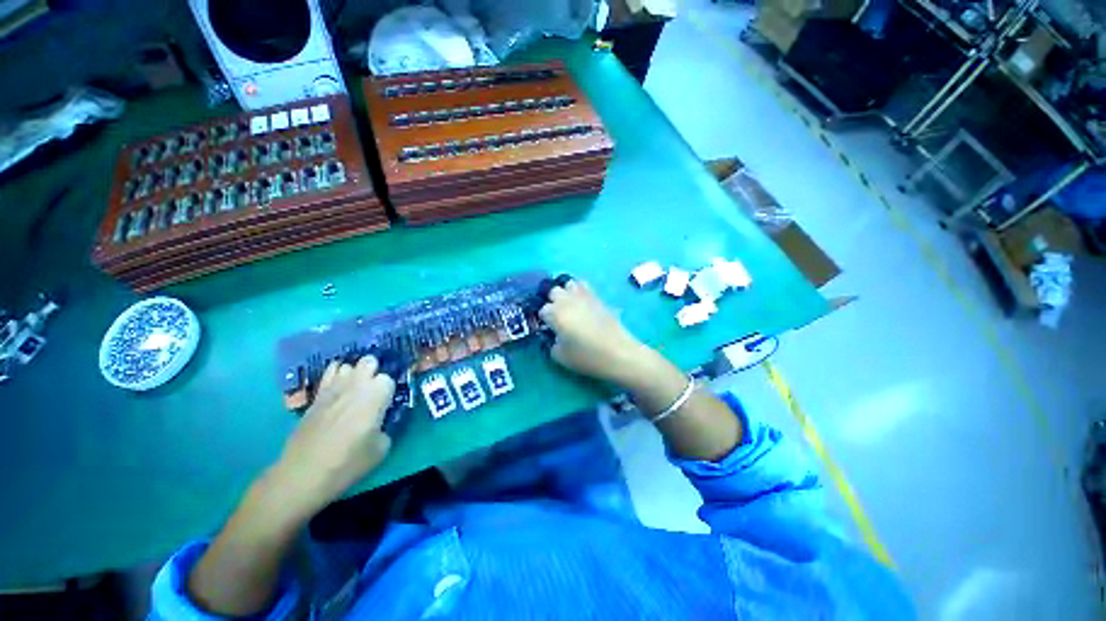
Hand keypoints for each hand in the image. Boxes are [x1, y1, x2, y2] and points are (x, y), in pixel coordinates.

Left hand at [268, 356, 394, 515]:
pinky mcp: (315, 396)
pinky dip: (335, 377)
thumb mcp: (381, 448)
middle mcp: (356, 384)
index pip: (389, 379)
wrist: (304, 474)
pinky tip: (337, 391)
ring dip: (354, 374)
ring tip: (354, 391)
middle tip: (373, 392)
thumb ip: (385, 427)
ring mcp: (333, 388)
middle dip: (373, 372)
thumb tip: (380, 422)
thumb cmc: (348, 461)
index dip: (388, 391)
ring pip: (347, 365)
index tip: (386, 404)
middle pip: (369, 361)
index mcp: (376, 394)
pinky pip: (328, 374)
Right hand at [538, 280, 653, 386]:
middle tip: (557, 316)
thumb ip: (550, 344)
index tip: (548, 329)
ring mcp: (583, 296)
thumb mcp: (560, 356)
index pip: (542, 310)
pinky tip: (581, 303)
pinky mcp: (597, 297)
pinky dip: (579, 291)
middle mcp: (567, 300)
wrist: (618, 353)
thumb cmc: (587, 357)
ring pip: (568, 283)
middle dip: (552, 301)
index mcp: (555, 313)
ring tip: (568, 305)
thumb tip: (553, 335)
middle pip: (553, 291)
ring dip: (565, 292)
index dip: (544, 320)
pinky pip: (584, 286)